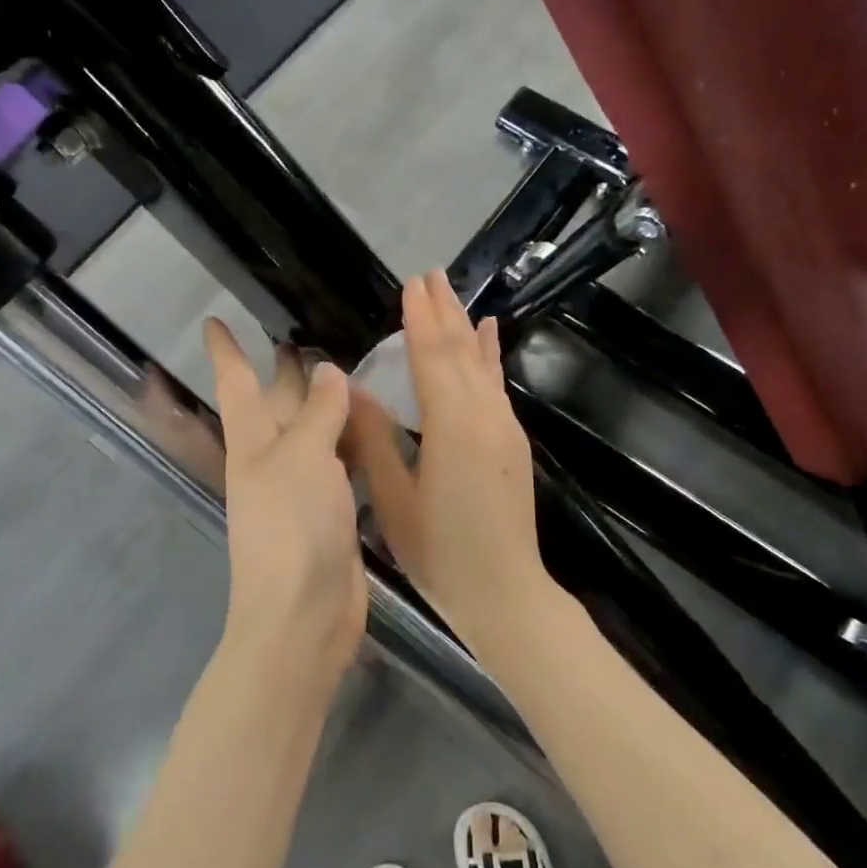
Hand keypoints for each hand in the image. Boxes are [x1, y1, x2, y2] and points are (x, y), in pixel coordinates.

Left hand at [205, 319, 367, 693]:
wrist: (304, 615)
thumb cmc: (292, 527)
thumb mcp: (303, 457)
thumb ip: (318, 412)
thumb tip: (328, 372)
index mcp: (253, 441)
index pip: (236, 382)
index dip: (226, 350)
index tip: (214, 320)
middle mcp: (273, 458)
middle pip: (278, 403)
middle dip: (286, 370)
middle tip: (307, 333)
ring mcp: (302, 486)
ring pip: (315, 431)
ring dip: (328, 403)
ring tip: (354, 368)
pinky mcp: (331, 509)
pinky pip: (342, 462)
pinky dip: (355, 440)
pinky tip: (377, 425)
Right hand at [342, 271, 551, 648]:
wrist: (506, 593)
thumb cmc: (440, 553)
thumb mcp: (394, 499)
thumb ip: (375, 439)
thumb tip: (354, 389)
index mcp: (451, 426)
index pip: (431, 358)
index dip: (418, 319)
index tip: (410, 284)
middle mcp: (484, 415)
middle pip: (459, 351)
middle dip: (442, 311)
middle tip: (428, 274)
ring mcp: (504, 427)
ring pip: (481, 363)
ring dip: (464, 326)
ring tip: (451, 292)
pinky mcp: (512, 441)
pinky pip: (497, 384)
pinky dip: (490, 354)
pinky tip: (489, 334)